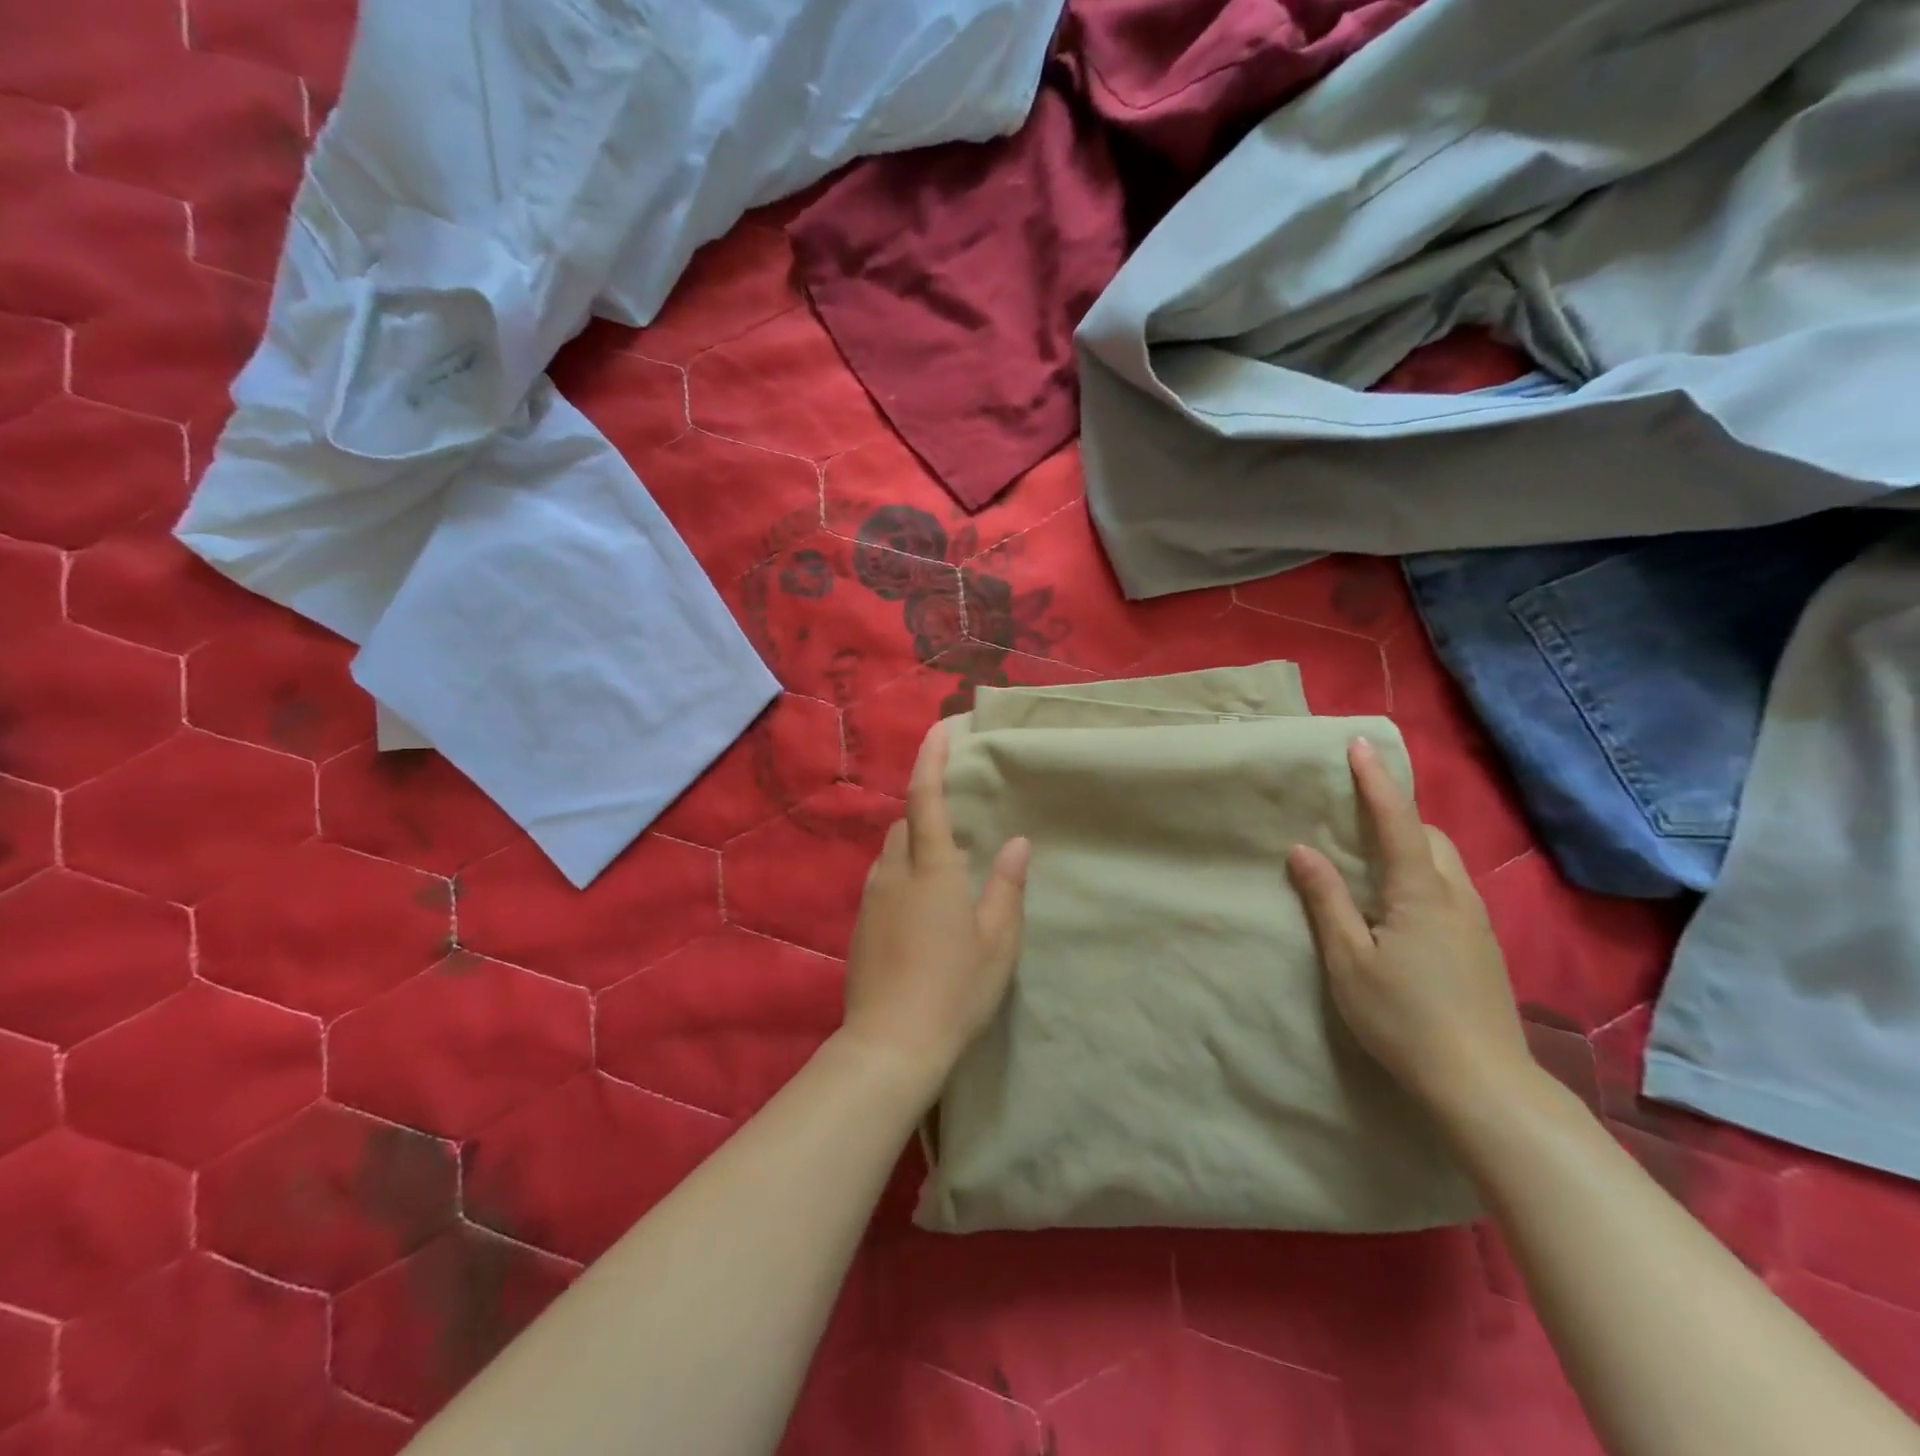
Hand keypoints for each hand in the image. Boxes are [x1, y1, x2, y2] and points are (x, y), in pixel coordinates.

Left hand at [841, 722, 1030, 1088]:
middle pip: (905, 825)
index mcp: (933, 870)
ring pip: (891, 854)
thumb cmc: (955, 990)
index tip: (939, 730)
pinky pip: (882, 882)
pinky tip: (921, 910)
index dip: (931, 760)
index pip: (927, 799)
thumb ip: (1007, 887)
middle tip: (959, 833)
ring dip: (914, 849)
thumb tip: (1018, 842)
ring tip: (944, 875)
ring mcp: (872, 900)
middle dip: (927, 814)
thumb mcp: (998, 942)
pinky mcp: (861, 926)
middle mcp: (895, 874)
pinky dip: (902, 877)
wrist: (890, 1045)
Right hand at [1286, 738, 1536, 1119]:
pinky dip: (1422, 874)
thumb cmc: (1403, 1018)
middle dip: (1397, 814)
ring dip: (1411, 845)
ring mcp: (1476, 923)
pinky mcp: (1481, 947)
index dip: (1376, 782)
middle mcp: (1456, 897)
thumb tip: (1302, 850)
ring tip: (1372, 856)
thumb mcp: (1348, 960)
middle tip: (1356, 812)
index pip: (1398, 823)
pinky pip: (1449, 889)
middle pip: (1431, 837)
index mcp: (1420, 894)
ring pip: (1445, 864)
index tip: (1359, 745)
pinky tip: (1398, 905)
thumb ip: (1326, 901)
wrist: (1483, 1084)